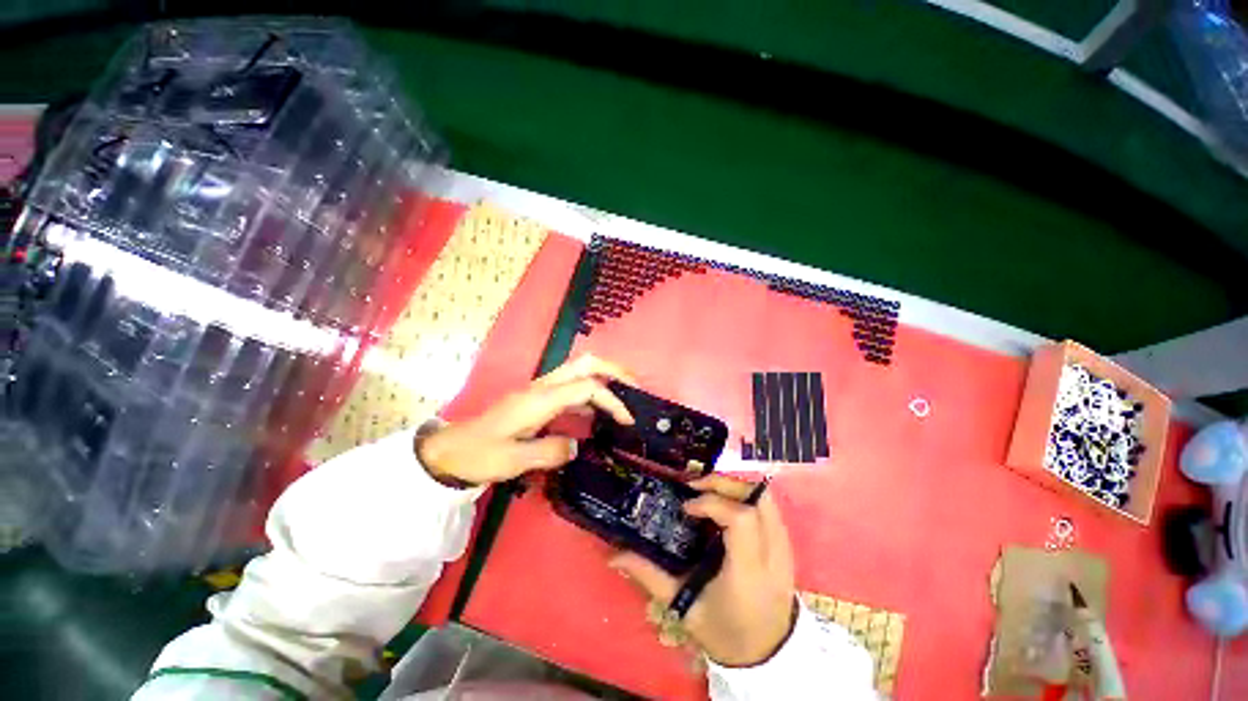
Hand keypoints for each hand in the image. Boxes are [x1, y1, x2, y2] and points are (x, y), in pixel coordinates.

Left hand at [416, 354, 634, 486]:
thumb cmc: (480, 454)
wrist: (451, 450)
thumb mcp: (514, 460)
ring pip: (580, 371)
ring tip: (625, 398)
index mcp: (540, 399)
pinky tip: (599, 414)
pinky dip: (592, 394)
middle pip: (586, 363)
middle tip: (636, 388)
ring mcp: (541, 390)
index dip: (612, 401)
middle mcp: (544, 387)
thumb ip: (551, 452)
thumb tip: (578, 446)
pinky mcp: (540, 399)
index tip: (627, 421)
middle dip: (615, 371)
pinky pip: (573, 388)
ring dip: (605, 379)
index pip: (587, 388)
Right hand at [610, 475, 797, 666]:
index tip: (687, 507)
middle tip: (696, 486)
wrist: (769, 655)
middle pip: (756, 499)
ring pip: (765, 498)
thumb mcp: (684, 608)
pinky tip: (725, 505)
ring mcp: (785, 547)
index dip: (712, 503)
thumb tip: (614, 556)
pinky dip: (745, 496)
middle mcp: (773, 554)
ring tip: (709, 491)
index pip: (740, 519)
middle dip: (723, 484)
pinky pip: (769, 507)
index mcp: (748, 572)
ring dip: (735, 486)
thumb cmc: (725, 632)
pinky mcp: (787, 545)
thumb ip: (650, 577)